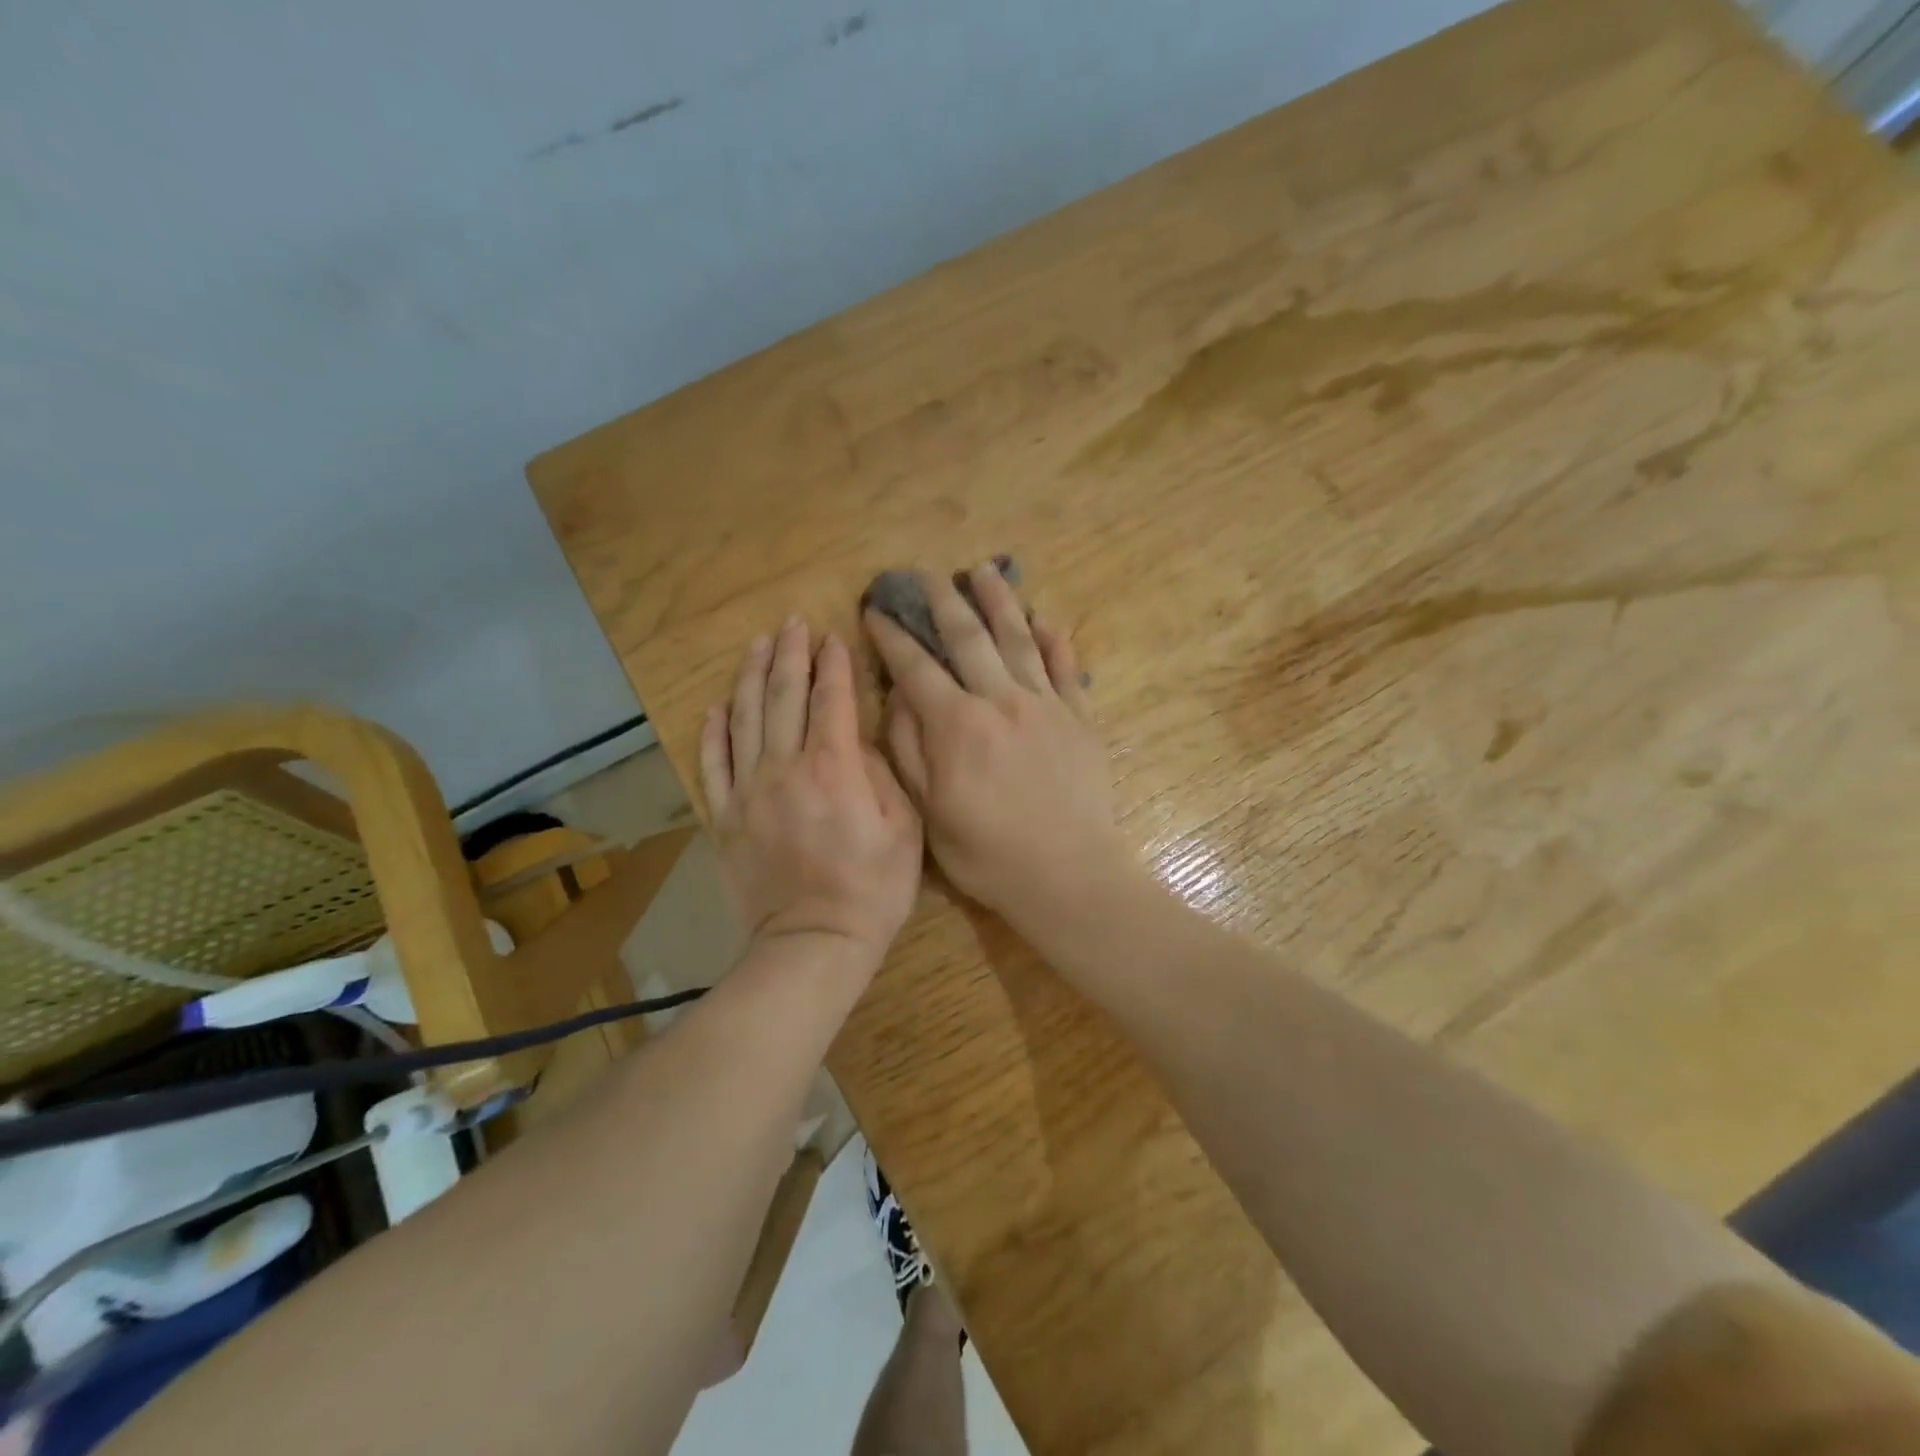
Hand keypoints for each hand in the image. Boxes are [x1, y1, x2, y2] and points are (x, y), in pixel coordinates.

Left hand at [701, 618, 923, 971]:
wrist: (813, 943)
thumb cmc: (872, 889)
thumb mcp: (904, 830)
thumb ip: (884, 775)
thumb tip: (862, 740)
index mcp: (833, 767)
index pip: (832, 699)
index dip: (834, 664)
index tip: (833, 636)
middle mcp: (785, 768)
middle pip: (784, 697)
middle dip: (791, 655)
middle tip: (792, 624)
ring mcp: (748, 792)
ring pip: (745, 720)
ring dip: (752, 677)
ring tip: (758, 646)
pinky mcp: (725, 818)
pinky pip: (713, 765)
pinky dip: (714, 732)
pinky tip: (717, 707)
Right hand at [863, 564, 1130, 933]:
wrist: (1067, 873)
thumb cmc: (988, 852)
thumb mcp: (929, 812)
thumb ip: (909, 750)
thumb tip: (899, 698)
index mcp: (957, 724)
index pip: (916, 667)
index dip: (892, 636)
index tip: (876, 610)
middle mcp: (1001, 699)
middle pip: (968, 637)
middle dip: (943, 601)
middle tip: (928, 574)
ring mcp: (1046, 704)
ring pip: (1019, 639)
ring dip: (999, 601)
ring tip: (985, 571)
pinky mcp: (1080, 717)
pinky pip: (1066, 667)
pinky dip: (1054, 640)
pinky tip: (1045, 619)